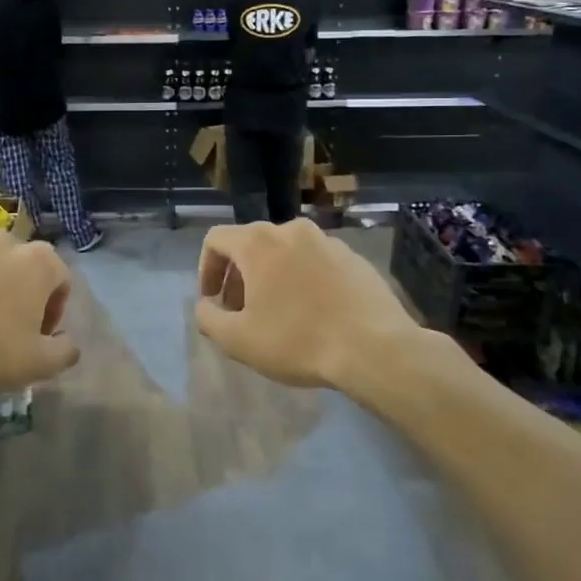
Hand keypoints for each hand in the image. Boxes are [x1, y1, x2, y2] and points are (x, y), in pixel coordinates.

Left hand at [0, 234, 79, 399]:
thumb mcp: (40, 364)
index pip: (59, 277)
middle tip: (5, 323)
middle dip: (18, 288)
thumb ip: (66, 350)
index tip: (39, 332)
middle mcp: (4, 241)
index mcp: (38, 262)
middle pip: (20, 263)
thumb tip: (68, 342)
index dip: (53, 307)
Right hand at [194, 219, 426, 390]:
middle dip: (238, 276)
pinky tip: (313, 313)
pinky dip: (303, 280)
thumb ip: (208, 318)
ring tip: (277, 313)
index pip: (216, 239)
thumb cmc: (298, 340)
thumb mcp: (238, 340)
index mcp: (259, 242)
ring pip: (285, 252)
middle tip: (240, 311)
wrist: (376, 349)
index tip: (212, 300)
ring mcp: (328, 242)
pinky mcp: (355, 258)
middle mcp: (291, 231)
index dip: (206, 268)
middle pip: (251, 244)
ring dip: (271, 277)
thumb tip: (205, 306)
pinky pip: (316, 263)